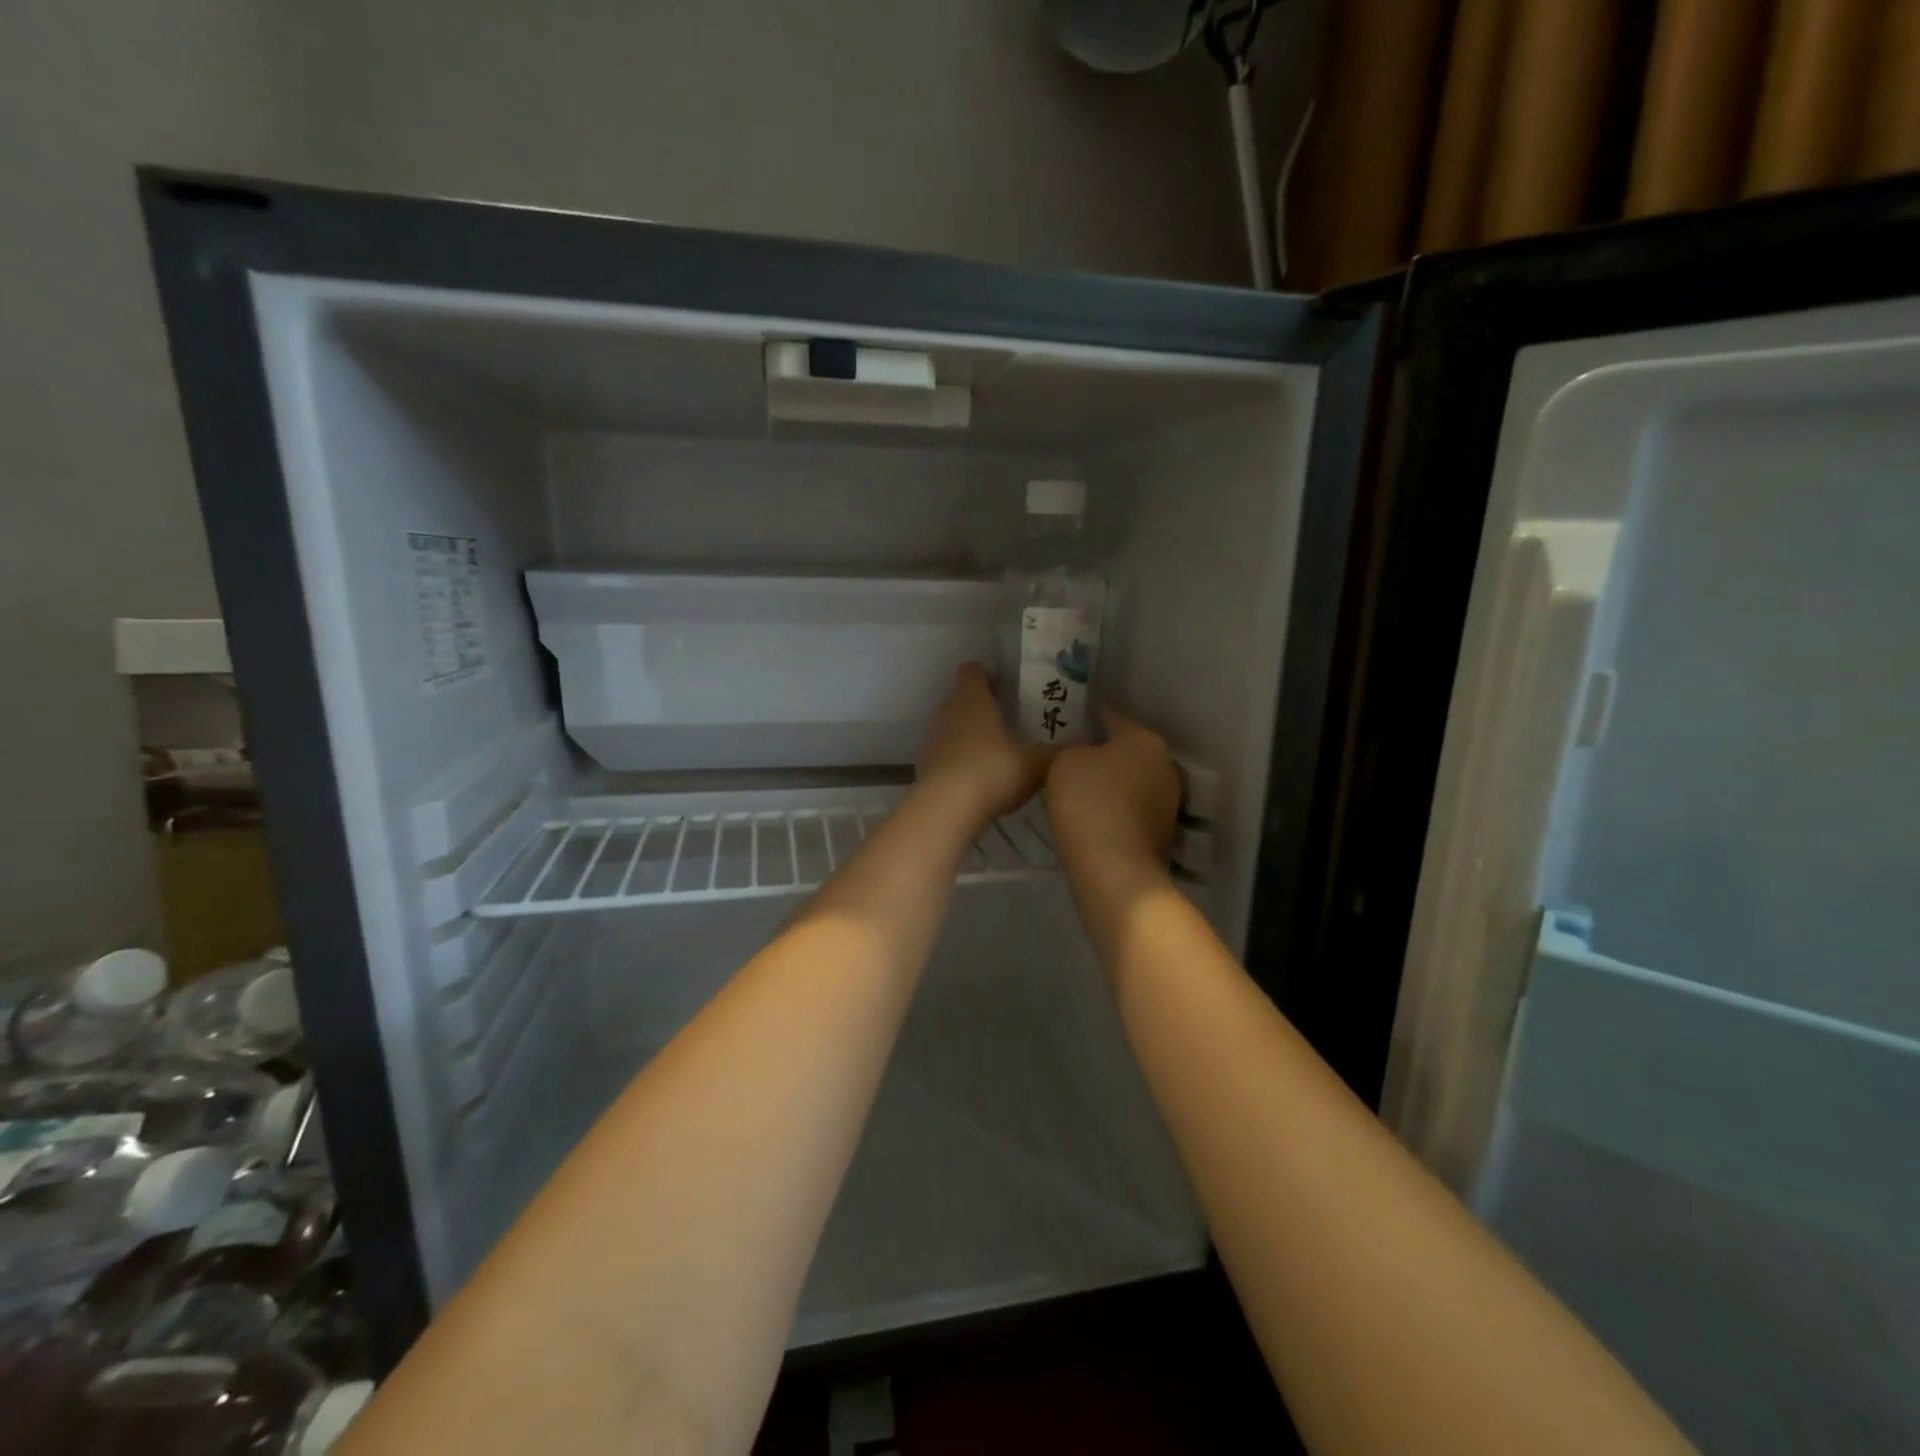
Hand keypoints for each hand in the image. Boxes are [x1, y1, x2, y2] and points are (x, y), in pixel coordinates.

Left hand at [914, 663, 1053, 826]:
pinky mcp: (922, 766)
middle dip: (980, 708)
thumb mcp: (1036, 763)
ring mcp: (930, 739)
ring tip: (992, 755)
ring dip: (966, 736)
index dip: (986, 675)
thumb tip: (1085, 743)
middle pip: (960, 699)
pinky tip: (974, 782)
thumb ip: (1058, 752)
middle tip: (1006, 723)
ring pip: (950, 728)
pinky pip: (942, 756)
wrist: (947, 808)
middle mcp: (947, 711)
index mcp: (973, 699)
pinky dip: (955, 762)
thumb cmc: (994, 771)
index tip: (1004, 687)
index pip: (972, 671)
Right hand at [1044, 709, 1180, 884]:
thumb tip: (1083, 754)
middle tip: (1072, 759)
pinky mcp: (1164, 834)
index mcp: (1145, 740)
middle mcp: (1165, 765)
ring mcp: (1169, 802)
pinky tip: (1094, 818)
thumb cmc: (1088, 803)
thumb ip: (1073, 749)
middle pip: (1128, 751)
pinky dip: (1117, 811)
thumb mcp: (1064, 762)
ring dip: (1113, 784)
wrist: (1114, 870)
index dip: (1089, 719)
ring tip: (1080, 792)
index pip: (1112, 718)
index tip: (1069, 723)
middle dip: (1104, 754)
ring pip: (1133, 782)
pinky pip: (1133, 811)